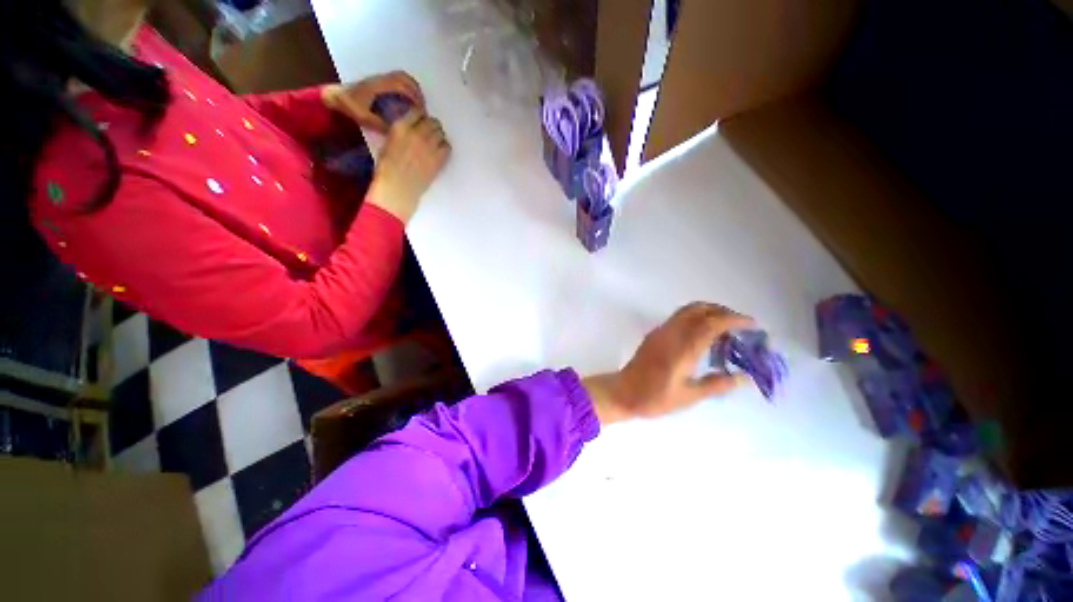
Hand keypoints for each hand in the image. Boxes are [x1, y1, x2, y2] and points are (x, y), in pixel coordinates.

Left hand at [322, 71, 425, 132]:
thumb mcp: (365, 119)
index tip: (420, 111)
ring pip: (403, 77)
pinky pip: (398, 79)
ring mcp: (380, 78)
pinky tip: (409, 100)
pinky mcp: (380, 81)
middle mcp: (381, 79)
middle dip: (417, 93)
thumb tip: (398, 132)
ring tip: (419, 104)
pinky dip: (408, 87)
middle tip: (423, 108)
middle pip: (405, 79)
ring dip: (414, 89)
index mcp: (378, 86)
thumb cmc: (350, 107)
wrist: (336, 96)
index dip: (413, 97)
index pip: (401, 86)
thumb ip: (381, 125)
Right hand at [366, 110, 450, 222]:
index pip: (417, 112)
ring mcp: (430, 146)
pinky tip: (440, 152)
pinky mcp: (439, 159)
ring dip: (439, 136)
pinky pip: (447, 147)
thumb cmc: (387, 168)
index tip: (421, 122)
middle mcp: (418, 133)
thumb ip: (401, 132)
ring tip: (435, 143)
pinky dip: (445, 147)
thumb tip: (411, 128)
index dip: (420, 117)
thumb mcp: (388, 142)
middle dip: (431, 126)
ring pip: (441, 133)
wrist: (398, 188)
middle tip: (429, 134)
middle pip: (432, 121)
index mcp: (401, 127)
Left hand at [584, 302, 755, 425]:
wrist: (623, 392)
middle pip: (699, 309)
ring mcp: (661, 331)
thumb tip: (744, 377)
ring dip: (708, 313)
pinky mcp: (655, 334)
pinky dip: (696, 319)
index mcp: (683, 347)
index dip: (734, 320)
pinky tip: (703, 337)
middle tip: (740, 326)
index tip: (752, 325)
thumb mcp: (689, 396)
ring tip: (724, 331)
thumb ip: (717, 384)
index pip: (711, 323)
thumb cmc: (655, 397)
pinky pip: (679, 318)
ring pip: (687, 311)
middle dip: (722, 311)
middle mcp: (671, 333)